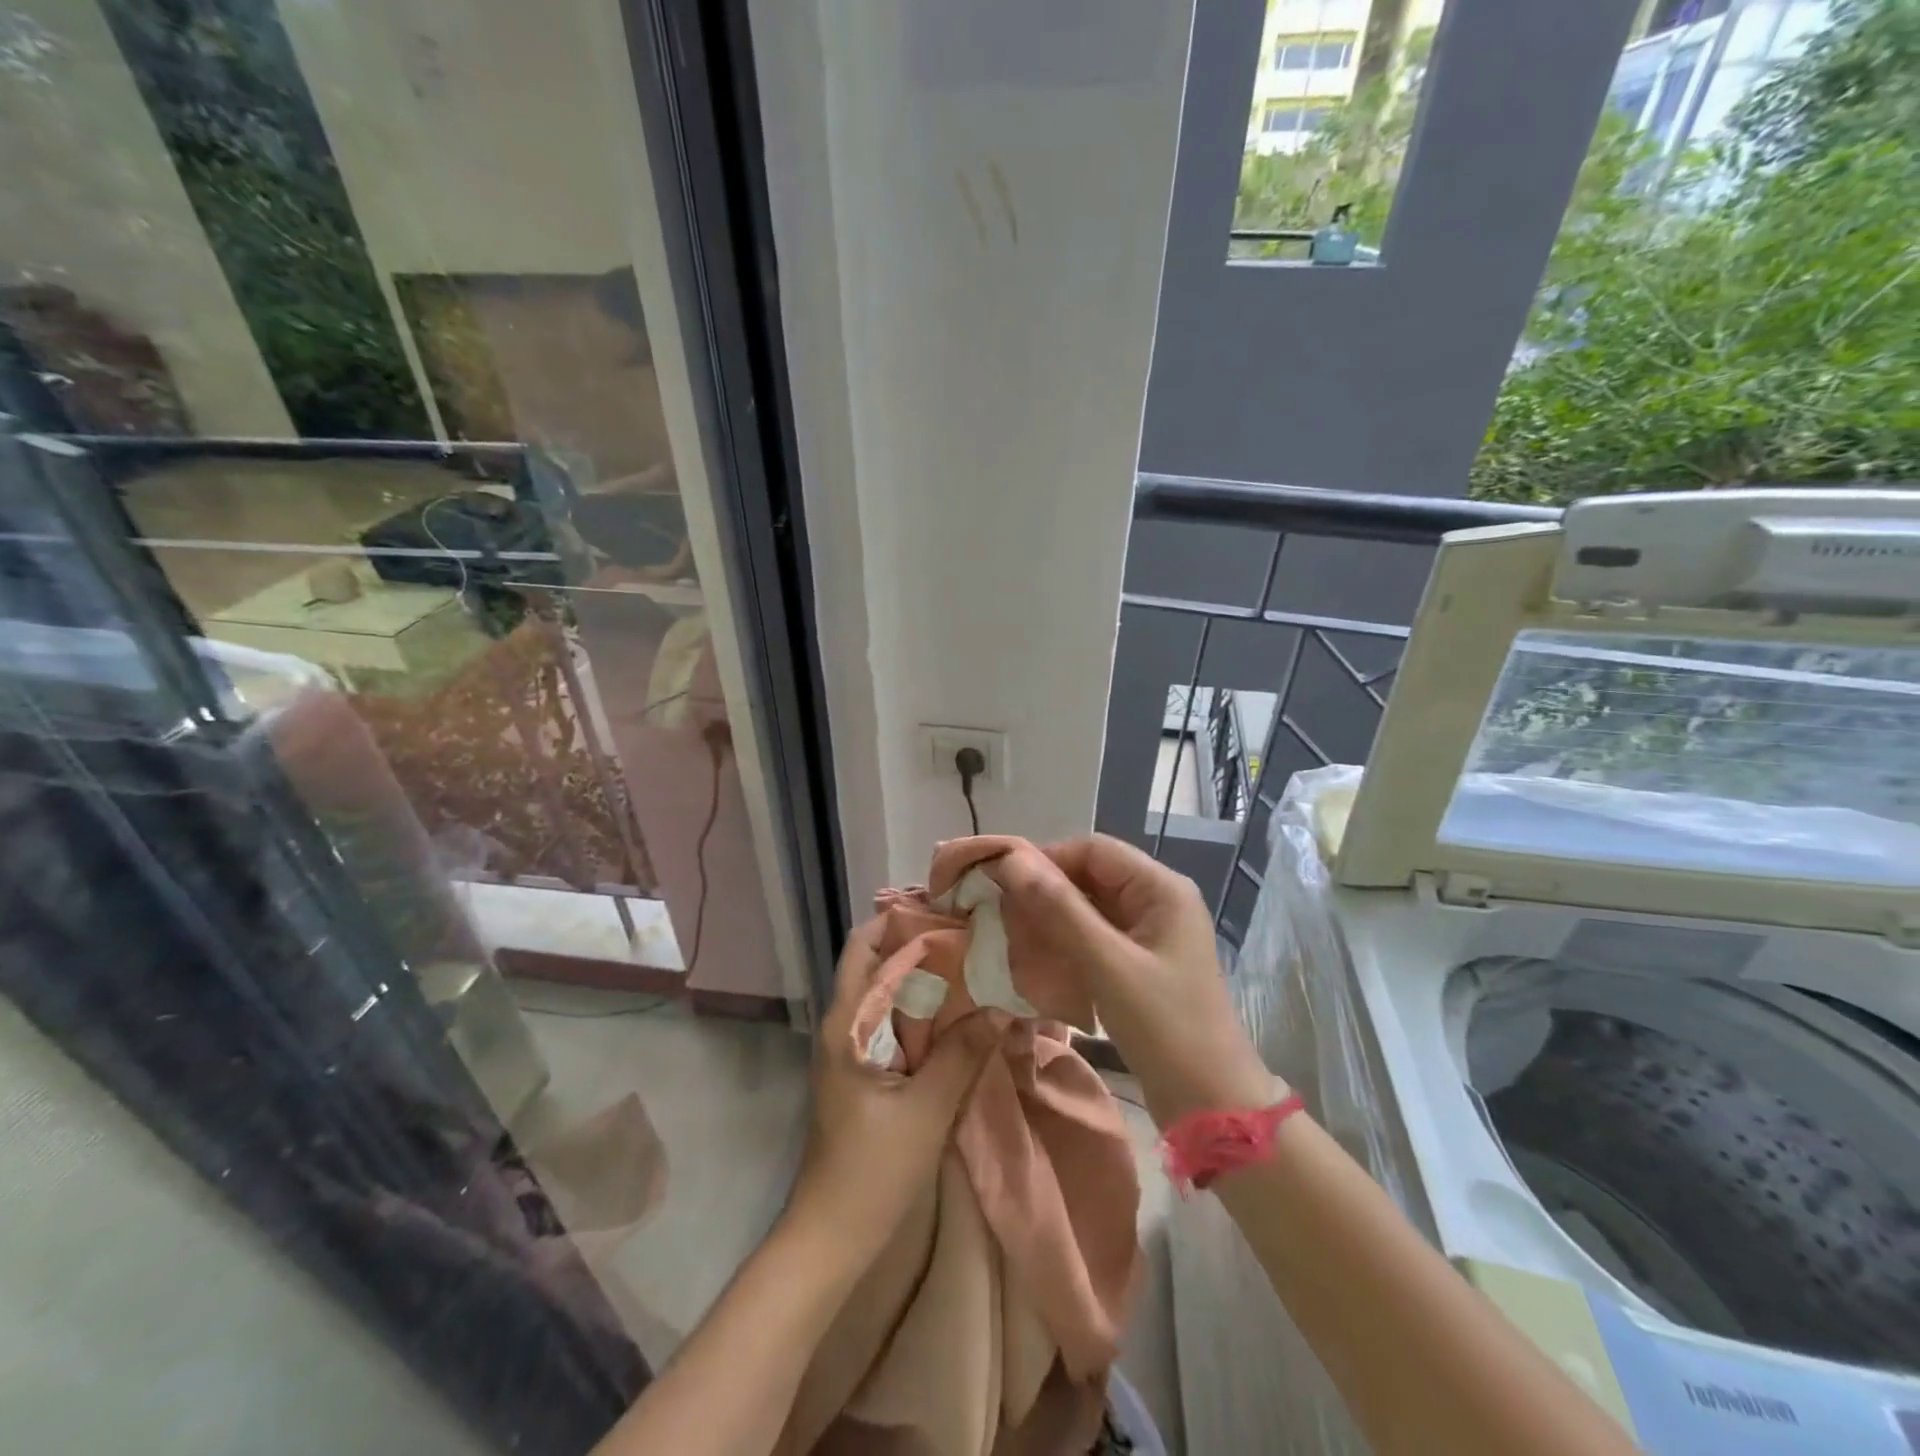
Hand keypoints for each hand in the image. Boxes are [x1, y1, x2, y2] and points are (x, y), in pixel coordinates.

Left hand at [784, 920, 999, 1254]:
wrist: (830, 1237)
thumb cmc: (871, 1170)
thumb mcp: (925, 1110)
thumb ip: (961, 1054)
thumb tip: (1000, 1004)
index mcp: (847, 1024)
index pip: (865, 947)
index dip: (901, 920)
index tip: (947, 908)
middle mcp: (844, 1026)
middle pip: (876, 963)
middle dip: (916, 942)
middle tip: (968, 931)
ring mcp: (852, 1049)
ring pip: (886, 992)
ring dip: (922, 976)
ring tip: (971, 961)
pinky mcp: (865, 1072)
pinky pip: (894, 1023)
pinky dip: (922, 1009)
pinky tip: (959, 1012)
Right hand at [988, 835, 1279, 1126]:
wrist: (1211, 1104)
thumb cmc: (1165, 1027)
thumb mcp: (1109, 965)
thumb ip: (1060, 909)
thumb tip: (1011, 860)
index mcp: (1161, 888)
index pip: (1094, 850)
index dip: (1047, 859)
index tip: (1002, 882)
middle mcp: (1157, 901)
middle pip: (1091, 875)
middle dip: (1046, 890)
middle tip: (1002, 912)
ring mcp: (1150, 934)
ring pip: (1090, 906)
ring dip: (1052, 917)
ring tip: (1013, 934)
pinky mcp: (1140, 963)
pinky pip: (1095, 935)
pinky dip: (1066, 941)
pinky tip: (1038, 958)